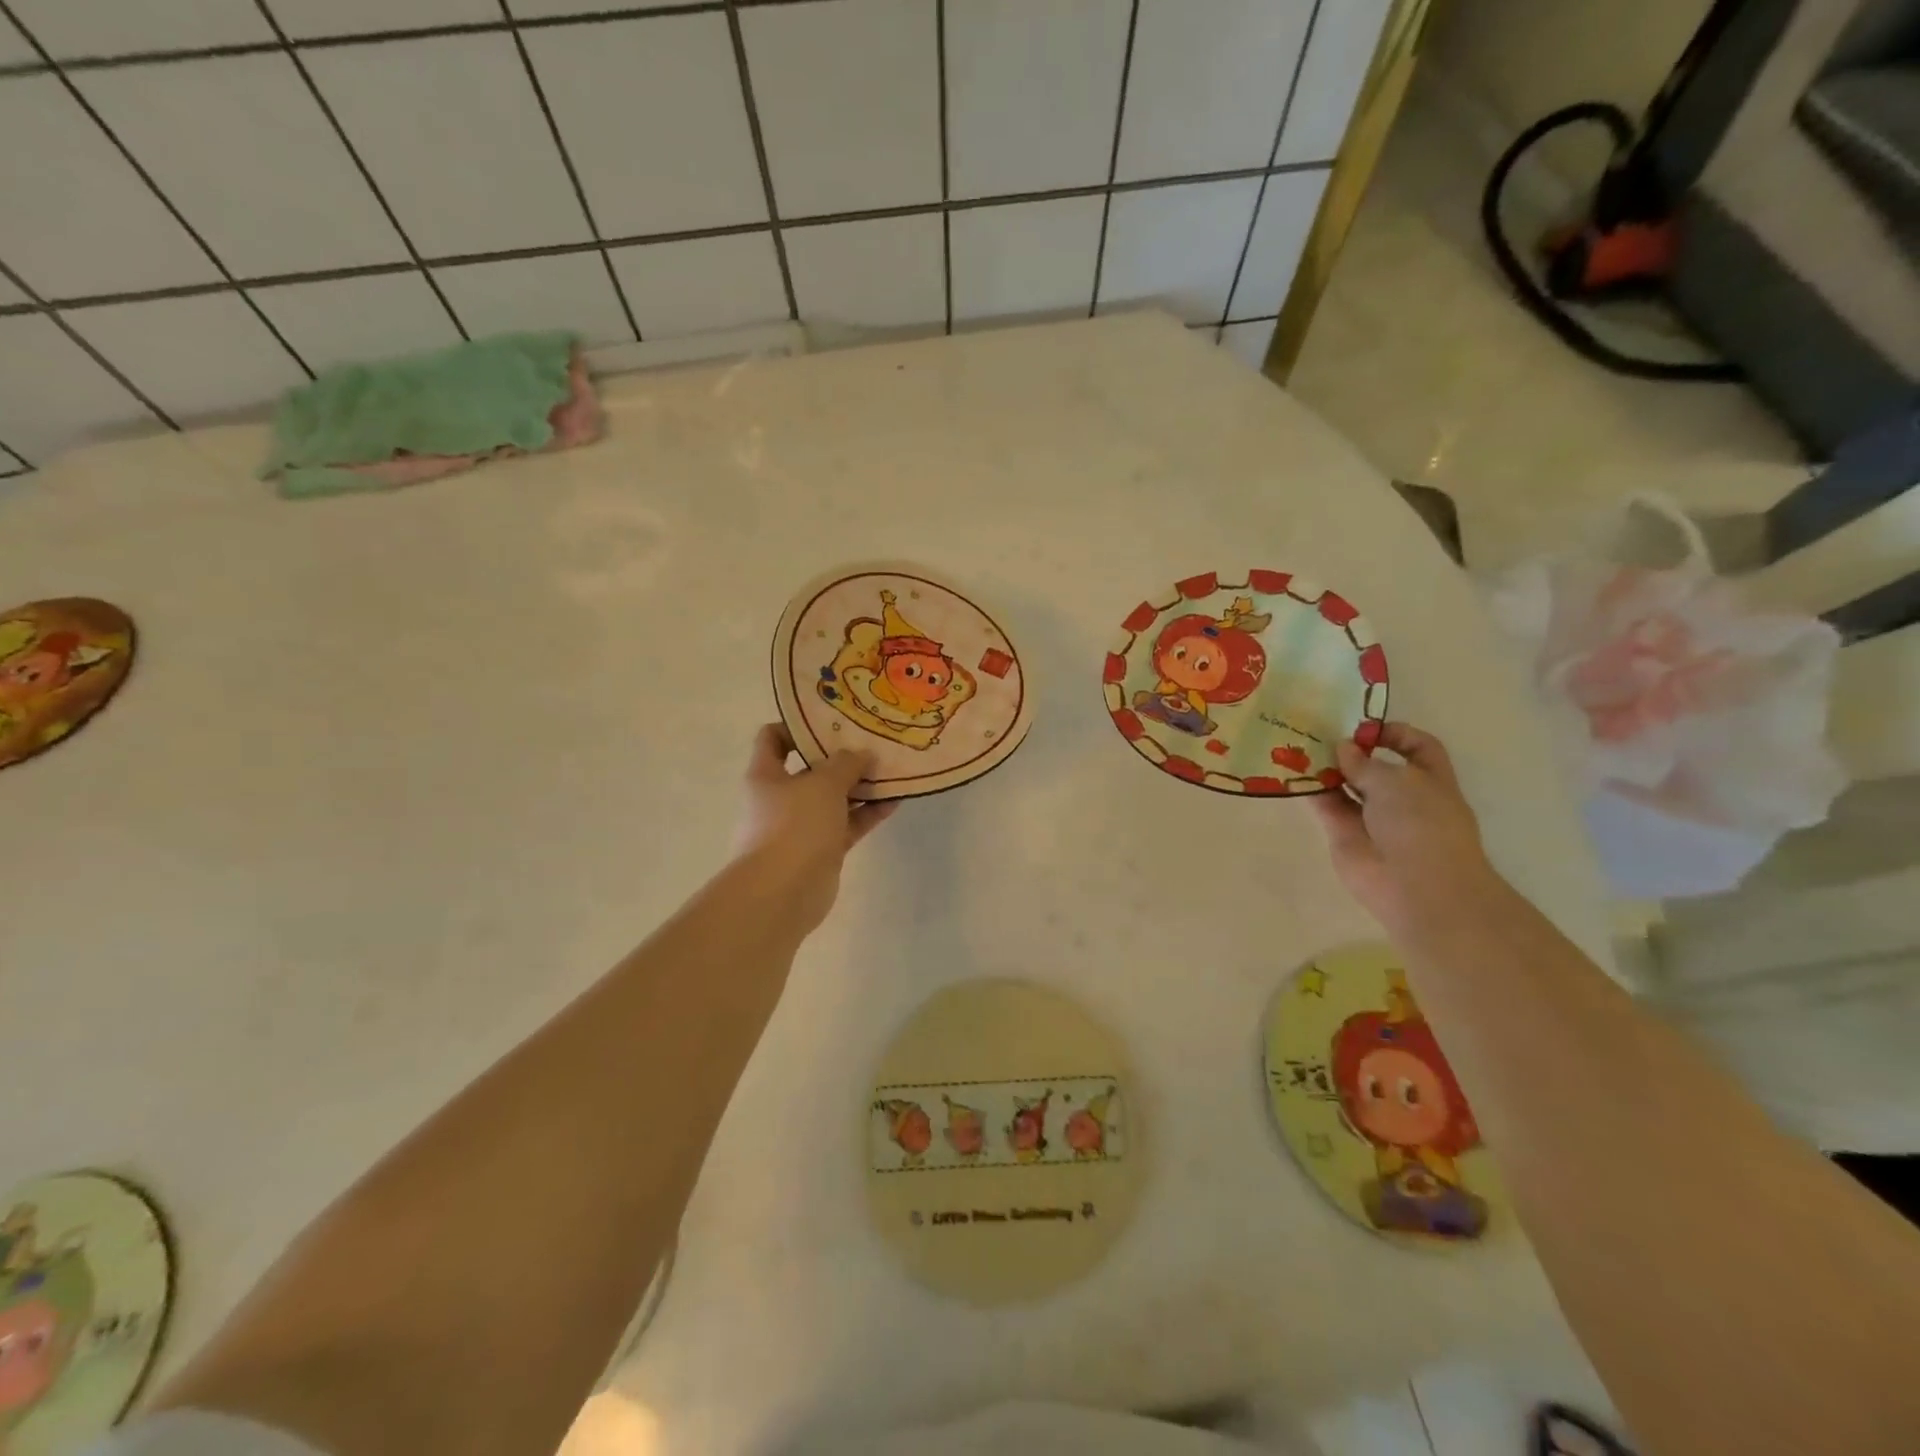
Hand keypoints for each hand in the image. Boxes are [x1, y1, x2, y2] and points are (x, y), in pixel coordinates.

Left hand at [735, 723, 896, 932]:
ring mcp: (801, 826)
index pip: (772, 738)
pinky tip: (895, 800)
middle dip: (841, 757)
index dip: (797, 726)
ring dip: (860, 786)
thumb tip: (862, 755)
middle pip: (810, 769)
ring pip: (833, 798)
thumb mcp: (822, 783)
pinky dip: (867, 813)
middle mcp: (780, 797)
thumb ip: (846, 763)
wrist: (782, 893)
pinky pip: (847, 824)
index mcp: (766, 774)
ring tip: (892, 769)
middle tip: (873, 742)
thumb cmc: (794, 826)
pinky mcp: (821, 850)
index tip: (831, 720)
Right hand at [1312, 722, 1503, 933]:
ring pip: (1346, 785)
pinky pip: (1326, 806)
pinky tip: (1291, 772)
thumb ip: (1364, 763)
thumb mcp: (1396, 781)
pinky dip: (1311, 791)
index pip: (1416, 746)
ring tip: (1297, 746)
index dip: (1393, 733)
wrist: (1416, 886)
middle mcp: (1402, 796)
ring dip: (1326, 768)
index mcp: (1429, 779)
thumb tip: (1342, 748)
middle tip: (1318, 731)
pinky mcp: (1345, 834)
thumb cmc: (1421, 824)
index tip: (1363, 728)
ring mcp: (1372, 817)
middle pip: (1374, 766)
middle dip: (1350, 749)